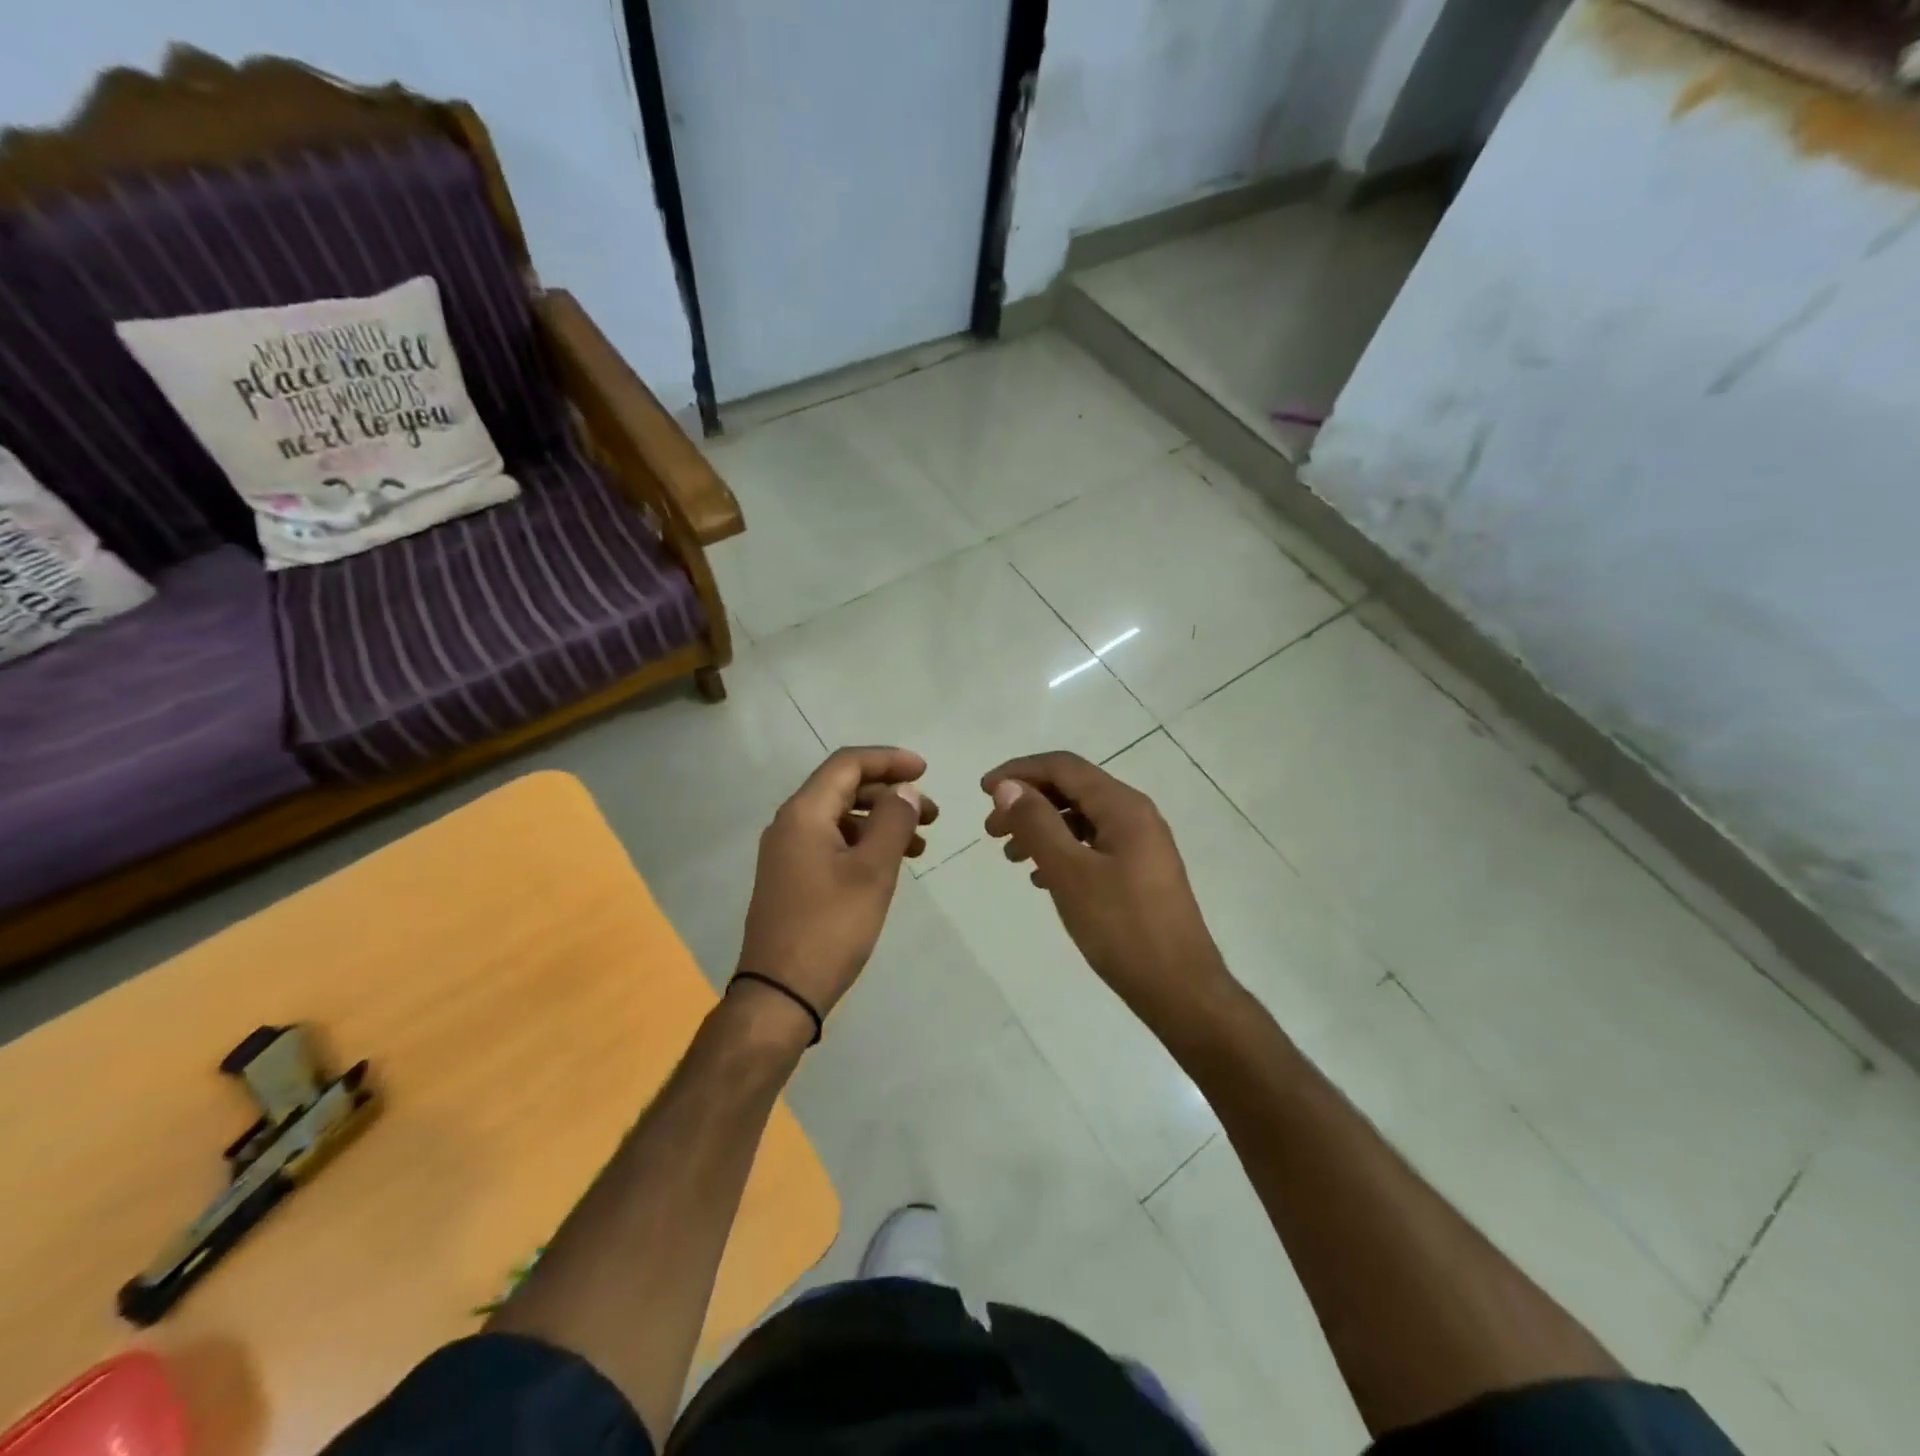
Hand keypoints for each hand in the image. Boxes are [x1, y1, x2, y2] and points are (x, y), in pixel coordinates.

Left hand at [735, 747, 936, 1036]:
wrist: (780, 993)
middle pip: (844, 788)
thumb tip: (906, 790)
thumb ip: (893, 822)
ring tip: (921, 842)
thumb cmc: (830, 928)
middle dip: (890, 793)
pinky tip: (891, 863)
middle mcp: (790, 824)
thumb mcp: (872, 871)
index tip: (926, 770)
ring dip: (881, 821)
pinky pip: (833, 842)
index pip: (847, 764)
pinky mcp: (792, 877)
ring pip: (841, 817)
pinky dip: (865, 843)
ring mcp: (788, 852)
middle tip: (932, 813)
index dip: (889, 760)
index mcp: (804, 813)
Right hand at [982, 751, 1230, 1023]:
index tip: (983, 791)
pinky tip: (1041, 879)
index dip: (1020, 771)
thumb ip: (1037, 824)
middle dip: (1028, 803)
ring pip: (1081, 821)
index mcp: (1123, 807)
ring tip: (1011, 858)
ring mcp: (1141, 846)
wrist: (1180, 989)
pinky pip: (1092, 847)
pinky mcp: (1140, 873)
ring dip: (1042, 830)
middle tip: (991, 831)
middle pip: (1072, 790)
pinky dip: (1062, 853)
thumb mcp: (1070, 873)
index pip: (1064, 767)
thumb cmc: (1122, 928)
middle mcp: (1135, 816)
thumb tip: (1008, 788)